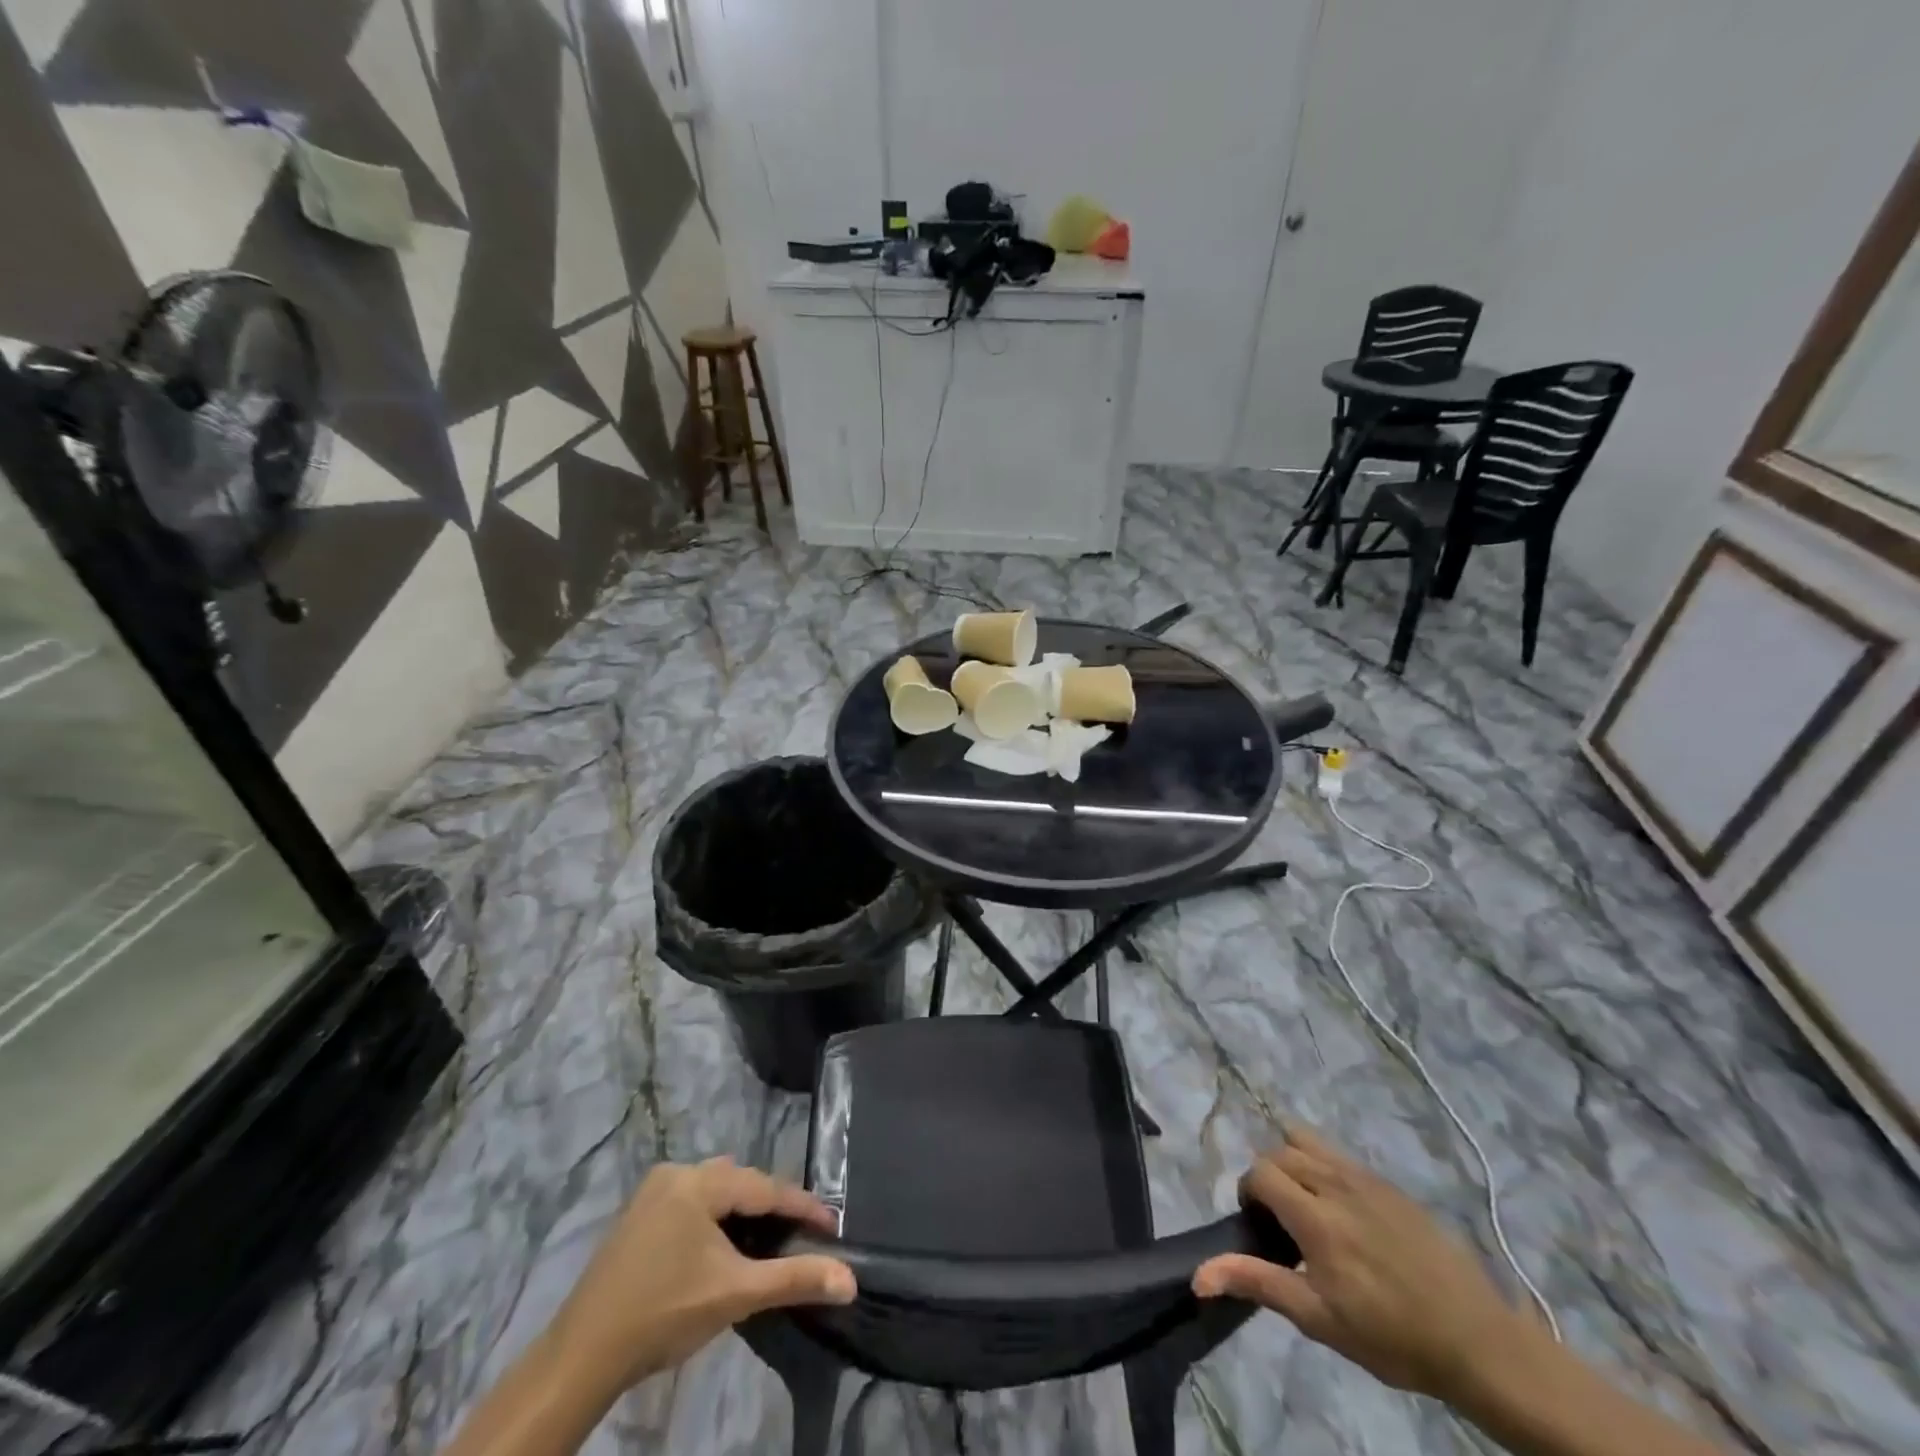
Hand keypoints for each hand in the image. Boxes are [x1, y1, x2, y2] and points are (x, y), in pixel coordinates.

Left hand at [546, 1157, 855, 1398]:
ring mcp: (652, 1192)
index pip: (765, 1187)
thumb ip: (795, 1280)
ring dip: (744, 1212)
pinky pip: (693, 1202)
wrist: (580, 1358)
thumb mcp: (736, 1294)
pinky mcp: (638, 1215)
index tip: (834, 1226)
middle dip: (773, 1206)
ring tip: (770, 1240)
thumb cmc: (664, 1315)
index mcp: (698, 1181)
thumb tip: (850, 1279)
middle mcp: (676, 1173)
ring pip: (715, 1190)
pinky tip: (726, 1246)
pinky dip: (716, 1218)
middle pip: (741, 1182)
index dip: (803, 1207)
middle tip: (802, 1235)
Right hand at [1193, 1125, 1537, 1402]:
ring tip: (1307, 1205)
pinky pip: (1338, 1154)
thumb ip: (1258, 1282)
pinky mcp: (1389, 1183)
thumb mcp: (1320, 1320)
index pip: (1260, 1171)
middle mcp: (1336, 1182)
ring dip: (1294, 1162)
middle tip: (1281, 1221)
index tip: (1260, 1227)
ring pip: (1307, 1140)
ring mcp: (1366, 1177)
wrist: (1477, 1341)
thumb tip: (1197, 1274)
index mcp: (1316, 1216)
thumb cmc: (1391, 1337)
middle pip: (1279, 1151)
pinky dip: (1323, 1166)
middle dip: (1268, 1177)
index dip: (1249, 1193)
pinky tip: (1343, 1210)